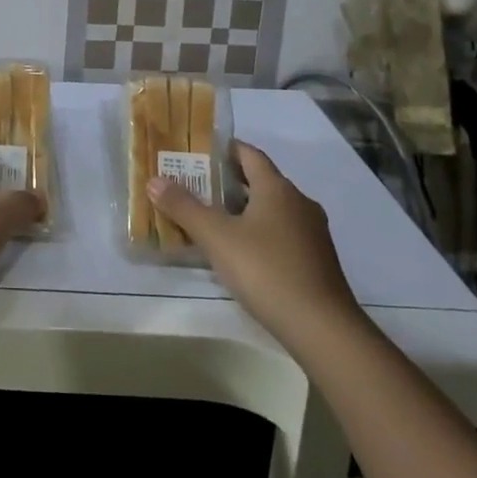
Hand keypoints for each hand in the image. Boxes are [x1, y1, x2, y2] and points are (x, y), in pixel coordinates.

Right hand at [149, 141, 363, 343]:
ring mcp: (312, 233)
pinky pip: (282, 234)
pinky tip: (241, 253)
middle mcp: (299, 202)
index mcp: (277, 188)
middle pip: (261, 180)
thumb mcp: (216, 237)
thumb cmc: (266, 270)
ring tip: (212, 220)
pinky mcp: (316, 260)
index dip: (224, 149)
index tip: (198, 152)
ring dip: (244, 210)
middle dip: (229, 181)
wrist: (322, 328)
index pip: (249, 153)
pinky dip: (260, 233)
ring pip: (272, 209)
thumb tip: (154, 179)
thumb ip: (184, 207)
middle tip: (195, 186)